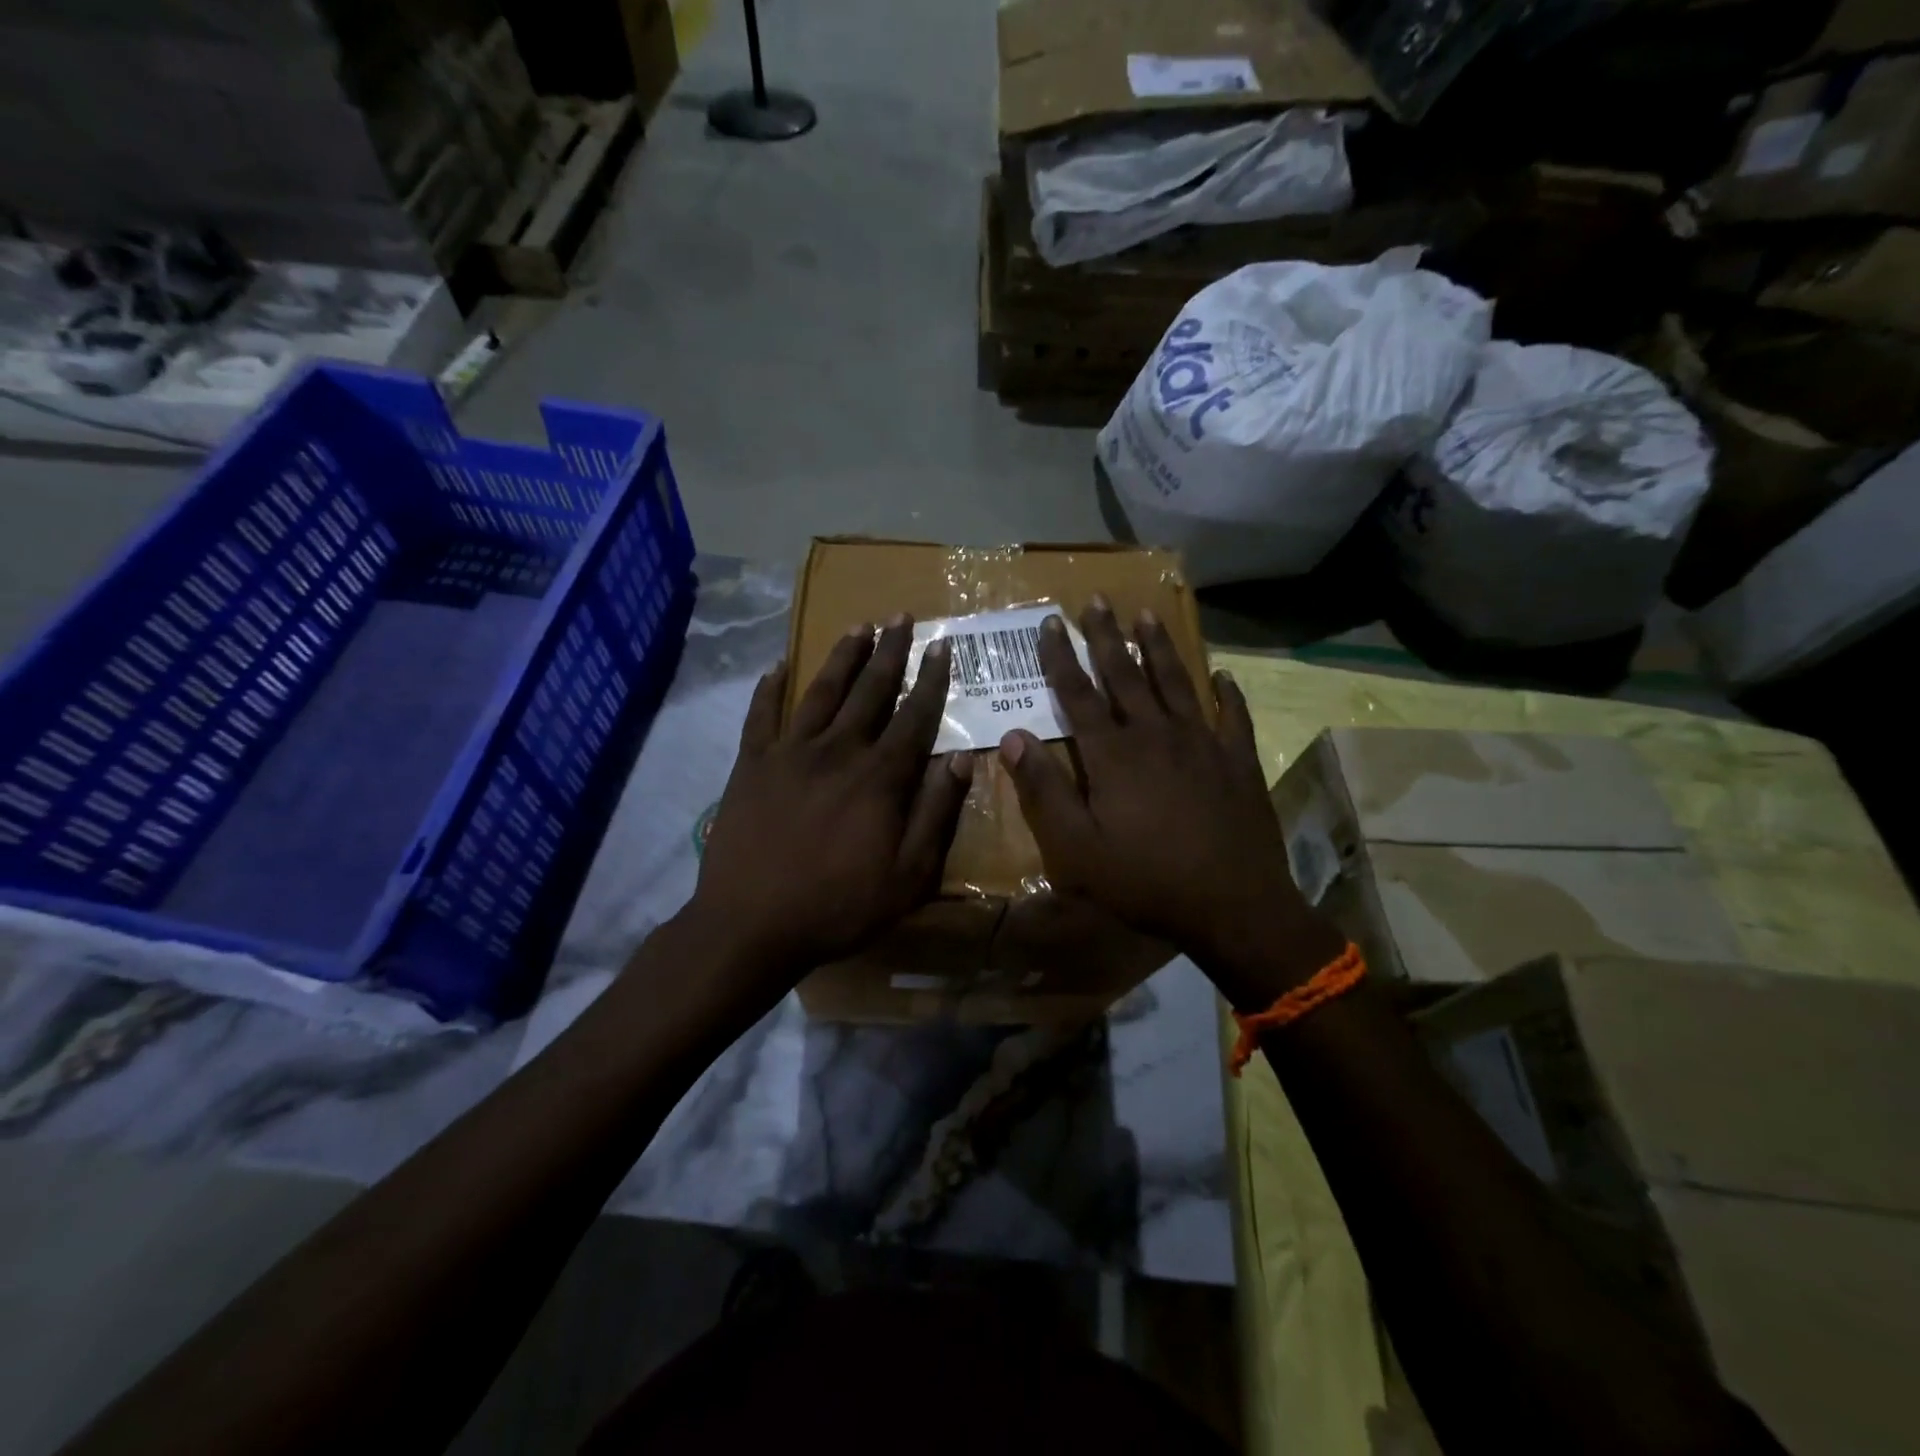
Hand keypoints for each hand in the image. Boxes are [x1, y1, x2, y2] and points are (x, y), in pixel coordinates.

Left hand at [686, 616, 972, 1003]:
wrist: (751, 924)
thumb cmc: (839, 905)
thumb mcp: (909, 875)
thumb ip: (937, 814)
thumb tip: (960, 759)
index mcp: (880, 776)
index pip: (914, 715)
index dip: (931, 678)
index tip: (942, 644)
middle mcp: (838, 750)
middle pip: (870, 690)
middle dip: (889, 651)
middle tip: (900, 616)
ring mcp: (789, 752)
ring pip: (822, 692)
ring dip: (842, 657)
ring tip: (857, 626)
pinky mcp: (751, 764)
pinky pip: (761, 715)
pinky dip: (769, 687)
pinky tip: (777, 665)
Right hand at [997, 601, 1340, 1007]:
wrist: (1234, 905)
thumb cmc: (1145, 880)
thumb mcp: (1077, 848)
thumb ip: (1044, 790)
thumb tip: (1013, 738)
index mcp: (1113, 754)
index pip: (1078, 693)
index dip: (1061, 657)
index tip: (1051, 622)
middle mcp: (1155, 734)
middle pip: (1126, 675)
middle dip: (1107, 636)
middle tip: (1097, 600)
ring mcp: (1202, 743)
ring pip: (1176, 682)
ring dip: (1159, 648)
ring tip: (1146, 616)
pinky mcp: (1238, 760)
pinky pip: (1233, 716)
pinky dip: (1228, 693)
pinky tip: (1223, 675)